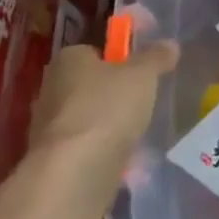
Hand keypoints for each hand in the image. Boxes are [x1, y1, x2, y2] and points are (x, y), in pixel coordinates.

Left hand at [27, 30, 178, 175]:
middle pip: (90, 86)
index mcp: (68, 60)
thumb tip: (169, 44)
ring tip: (140, 135)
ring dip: (111, 127)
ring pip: (89, 120)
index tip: (141, 70)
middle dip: (115, 95)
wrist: (74, 174)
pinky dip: (105, 154)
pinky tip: (128, 163)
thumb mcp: (143, 75)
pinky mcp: (53, 162)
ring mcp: (48, 129)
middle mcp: (51, 90)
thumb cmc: (107, 108)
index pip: (94, 50)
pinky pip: (86, 151)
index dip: (119, 58)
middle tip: (144, 101)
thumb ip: (156, 58)